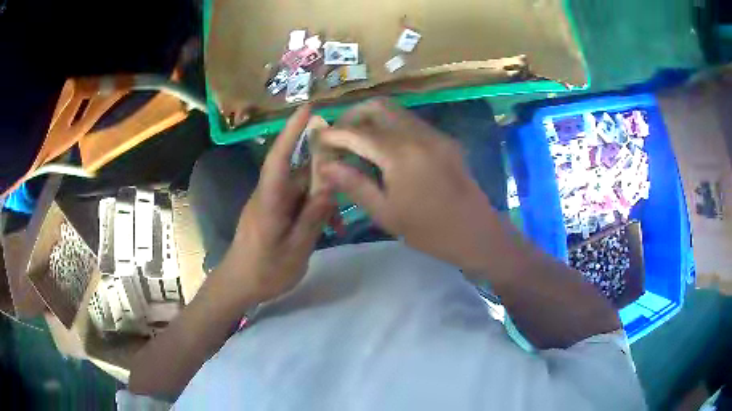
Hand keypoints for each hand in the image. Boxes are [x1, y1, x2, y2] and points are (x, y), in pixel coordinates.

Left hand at [220, 106, 335, 301]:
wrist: (240, 285)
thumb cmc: (265, 271)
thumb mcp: (295, 249)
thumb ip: (313, 217)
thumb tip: (331, 184)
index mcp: (269, 201)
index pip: (279, 157)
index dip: (292, 131)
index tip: (308, 108)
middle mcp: (267, 194)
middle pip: (297, 172)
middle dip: (323, 171)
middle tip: (349, 172)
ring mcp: (269, 203)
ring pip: (300, 189)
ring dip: (321, 199)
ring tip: (340, 223)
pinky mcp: (272, 211)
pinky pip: (296, 201)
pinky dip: (313, 209)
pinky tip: (328, 227)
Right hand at [317, 99, 507, 272]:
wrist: (476, 232)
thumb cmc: (429, 231)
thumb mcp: (385, 213)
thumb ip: (354, 184)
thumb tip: (325, 166)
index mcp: (400, 155)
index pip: (357, 132)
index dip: (333, 134)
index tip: (319, 141)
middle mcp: (417, 135)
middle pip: (377, 106)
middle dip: (352, 116)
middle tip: (340, 137)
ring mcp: (434, 134)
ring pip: (396, 110)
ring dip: (372, 119)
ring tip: (359, 142)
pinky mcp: (444, 139)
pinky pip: (411, 122)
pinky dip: (391, 126)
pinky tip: (385, 149)